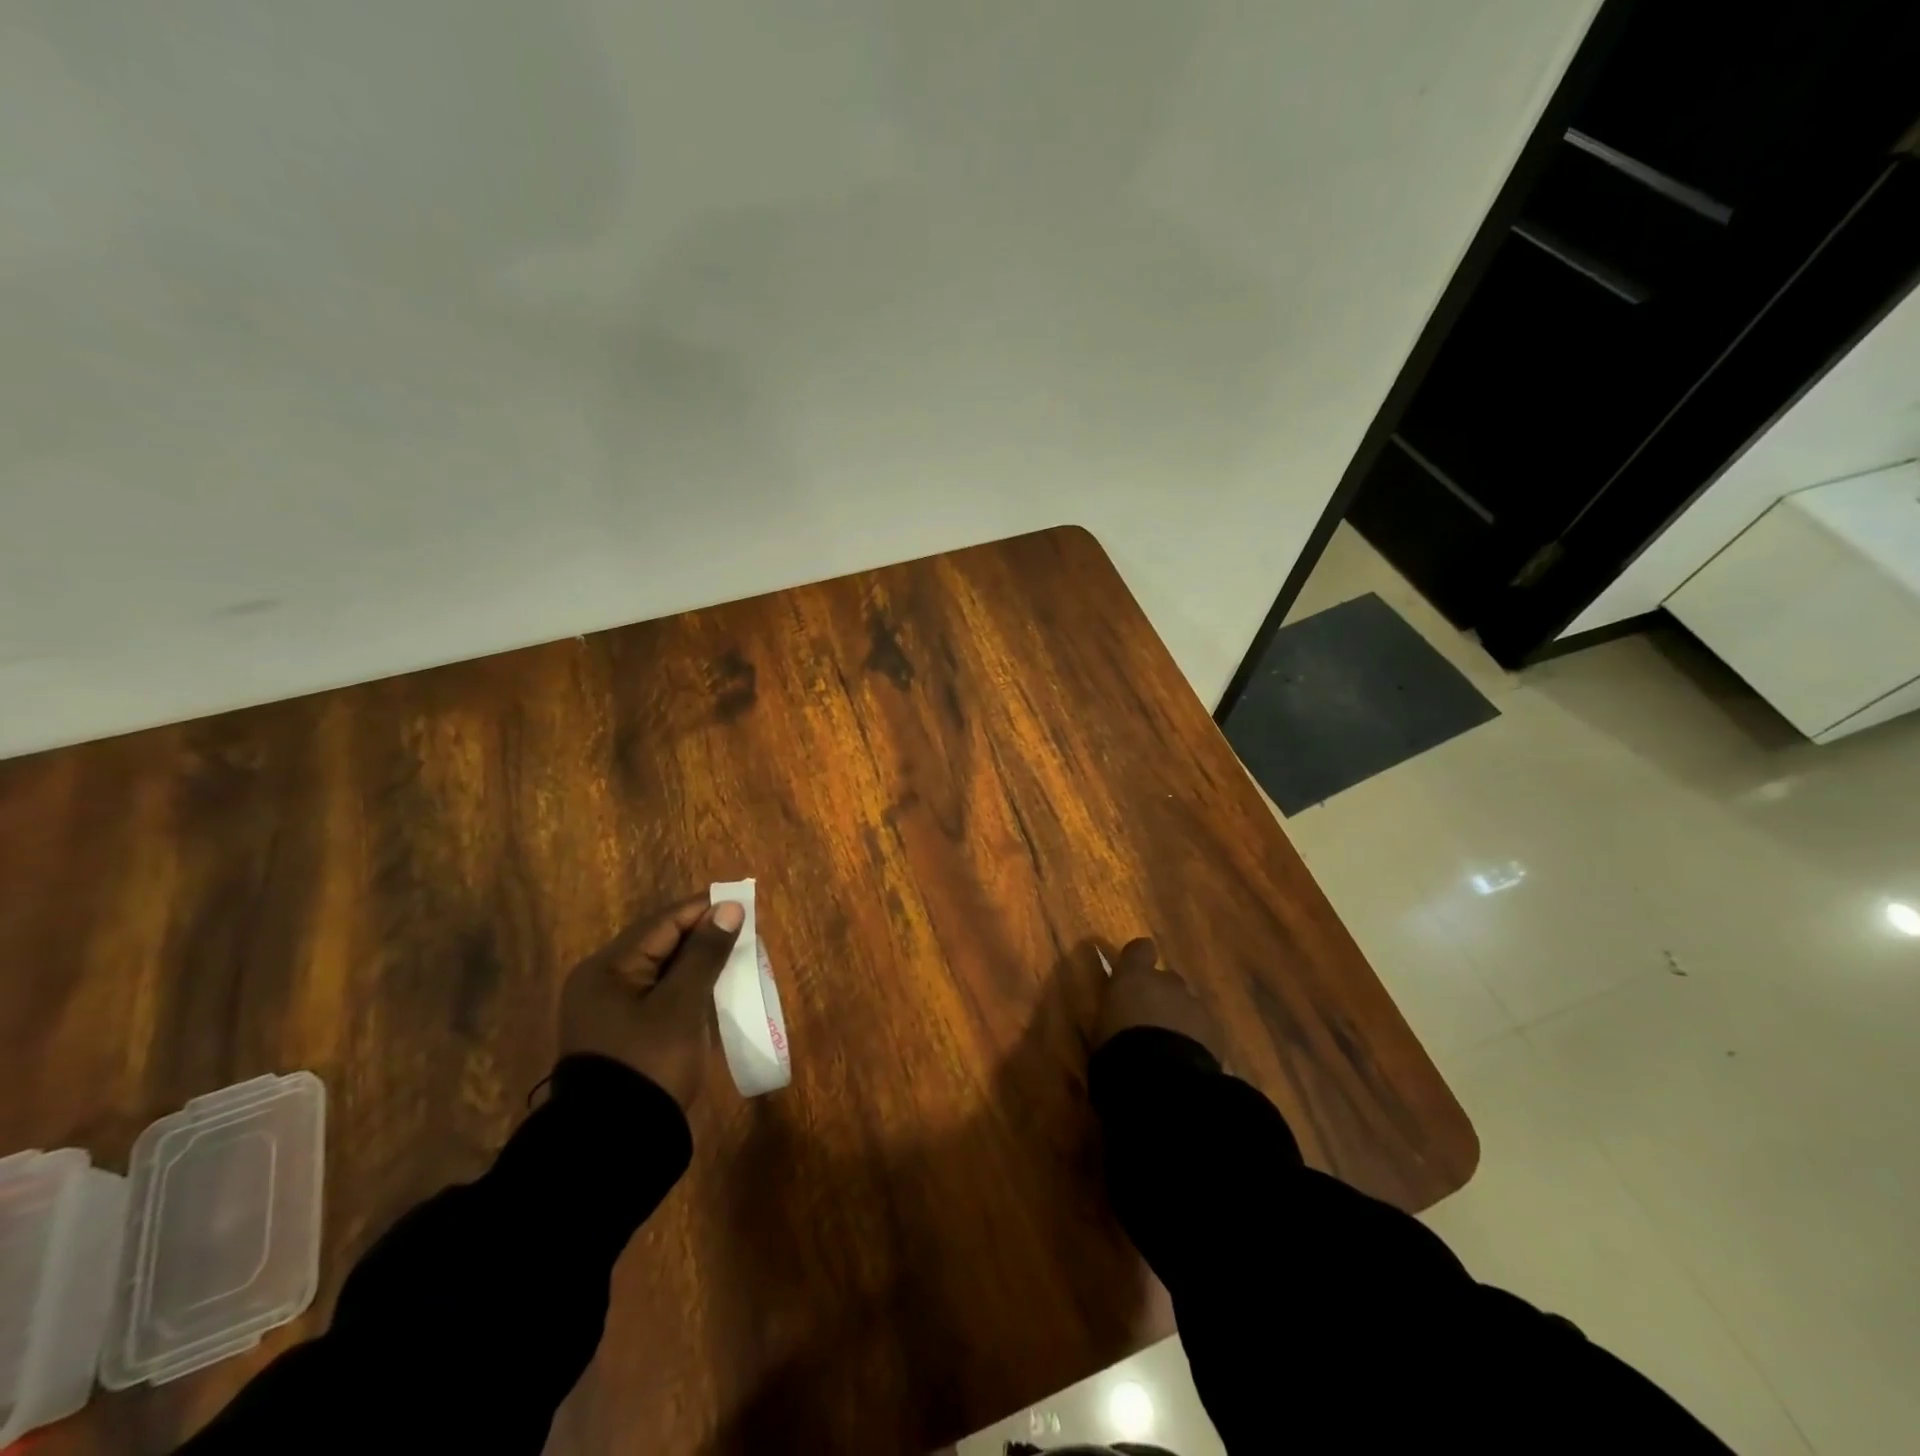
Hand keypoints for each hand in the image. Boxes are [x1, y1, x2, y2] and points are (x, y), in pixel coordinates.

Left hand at [559, 894, 745, 1109]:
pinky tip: (714, 987)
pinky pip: (659, 993)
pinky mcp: (623, 1032)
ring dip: (698, 960)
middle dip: (703, 934)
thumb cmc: (650, 1062)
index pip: (663, 922)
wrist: (615, 1144)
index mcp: (608, 967)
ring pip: (662, 968)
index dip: (704, 910)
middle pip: (660, 942)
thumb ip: (705, 953)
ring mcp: (610, 1009)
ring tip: (736, 955)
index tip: (744, 904)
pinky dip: (687, 985)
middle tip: (744, 930)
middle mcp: (603, 981)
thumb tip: (729, 908)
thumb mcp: (682, 1004)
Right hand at [1094, 937, 1223, 1062]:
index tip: (1134, 973)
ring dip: (1179, 1019)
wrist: (1161, 1076)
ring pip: (1187, 1006)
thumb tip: (1118, 1015)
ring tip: (1169, 1049)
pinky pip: (1204, 1030)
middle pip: (1167, 980)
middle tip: (1149, 1023)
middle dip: (1161, 996)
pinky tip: (1186, 1061)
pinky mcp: (1216, 1031)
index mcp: (1134, 976)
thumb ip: (1115, 1013)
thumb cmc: (1118, 1048)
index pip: (1140, 949)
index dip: (1139, 959)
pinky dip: (1196, 1040)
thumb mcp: (1102, 1027)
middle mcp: (1167, 982)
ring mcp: (1195, 1005)